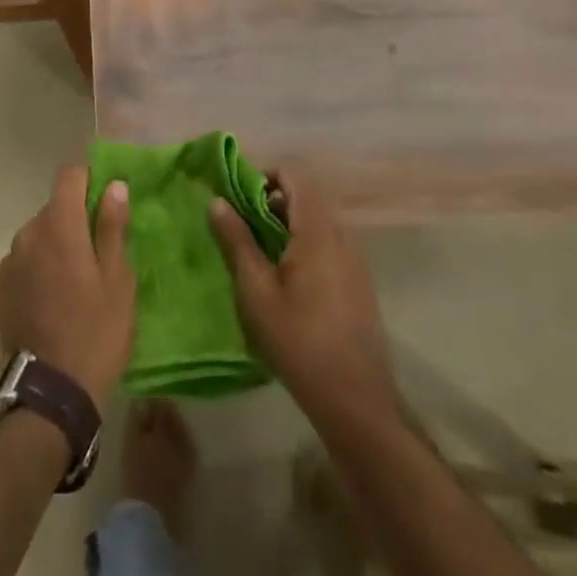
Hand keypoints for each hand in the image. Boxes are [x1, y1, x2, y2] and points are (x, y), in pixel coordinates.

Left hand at [0, 166, 135, 404]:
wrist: (47, 396)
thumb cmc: (94, 333)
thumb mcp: (117, 281)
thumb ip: (112, 228)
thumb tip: (114, 186)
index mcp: (59, 224)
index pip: (70, 176)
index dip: (90, 180)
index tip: (108, 201)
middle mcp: (29, 233)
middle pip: (55, 208)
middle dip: (77, 219)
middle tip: (101, 253)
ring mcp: (11, 261)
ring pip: (40, 236)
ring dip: (58, 246)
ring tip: (79, 283)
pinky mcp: (2, 288)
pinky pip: (27, 262)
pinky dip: (41, 268)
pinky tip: (56, 301)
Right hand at [209, 168, 400, 431]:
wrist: (355, 401)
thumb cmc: (299, 342)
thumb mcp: (257, 291)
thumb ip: (237, 240)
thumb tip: (217, 200)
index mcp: (318, 231)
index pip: (294, 174)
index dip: (264, 176)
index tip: (240, 200)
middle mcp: (342, 235)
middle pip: (306, 195)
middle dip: (272, 202)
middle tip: (243, 228)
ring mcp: (355, 259)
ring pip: (318, 220)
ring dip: (288, 224)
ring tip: (260, 255)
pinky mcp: (359, 281)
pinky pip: (329, 243)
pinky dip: (305, 243)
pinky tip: (288, 279)